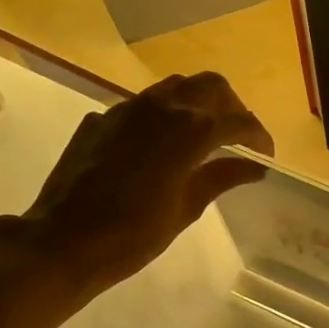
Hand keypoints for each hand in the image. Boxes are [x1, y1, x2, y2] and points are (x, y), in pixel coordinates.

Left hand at [0, 72, 273, 298]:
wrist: (63, 241)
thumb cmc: (132, 236)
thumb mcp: (185, 209)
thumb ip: (221, 178)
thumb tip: (254, 167)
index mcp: (189, 131)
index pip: (238, 121)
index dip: (258, 136)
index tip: (266, 155)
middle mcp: (160, 108)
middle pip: (210, 86)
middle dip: (232, 107)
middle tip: (238, 137)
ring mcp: (126, 109)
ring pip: (174, 87)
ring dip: (196, 103)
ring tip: (202, 136)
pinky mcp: (101, 119)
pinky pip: (142, 106)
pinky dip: (162, 117)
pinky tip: (158, 148)